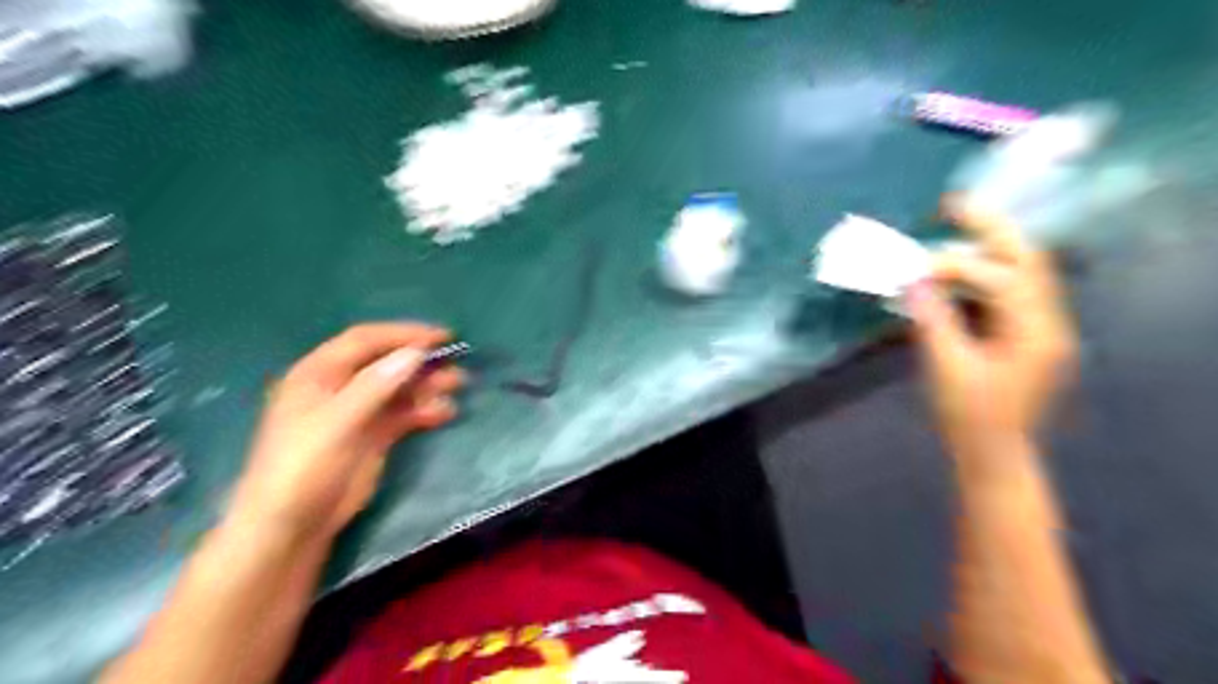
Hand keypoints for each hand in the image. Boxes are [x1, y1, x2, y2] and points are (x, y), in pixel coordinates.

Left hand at [230, 323, 465, 542]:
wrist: (292, 526)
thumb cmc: (304, 468)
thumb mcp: (337, 423)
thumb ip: (375, 386)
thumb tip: (415, 353)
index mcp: (319, 374)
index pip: (365, 341)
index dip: (403, 334)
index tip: (441, 335)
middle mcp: (340, 387)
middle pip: (386, 362)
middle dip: (420, 360)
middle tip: (455, 362)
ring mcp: (357, 412)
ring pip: (398, 387)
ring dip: (427, 384)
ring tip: (457, 385)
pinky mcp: (372, 436)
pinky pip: (404, 413)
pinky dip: (424, 410)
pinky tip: (445, 412)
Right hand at [902, 197, 1074, 460]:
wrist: (993, 456)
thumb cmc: (969, 418)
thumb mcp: (946, 368)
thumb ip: (931, 319)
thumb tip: (912, 279)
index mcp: (1036, 334)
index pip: (999, 279)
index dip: (953, 267)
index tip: (911, 269)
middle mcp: (1049, 323)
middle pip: (1029, 260)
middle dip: (992, 229)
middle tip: (955, 205)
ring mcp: (1041, 328)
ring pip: (1023, 272)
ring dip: (990, 247)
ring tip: (958, 224)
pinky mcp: (1026, 335)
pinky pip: (1010, 292)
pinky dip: (984, 273)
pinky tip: (960, 266)